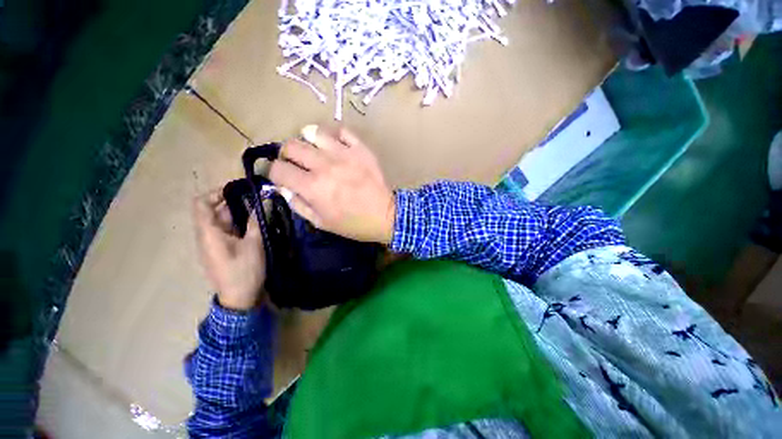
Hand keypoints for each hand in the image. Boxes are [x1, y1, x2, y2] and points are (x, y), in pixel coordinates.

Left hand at [193, 189, 265, 310]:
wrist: (239, 298)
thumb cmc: (244, 270)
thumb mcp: (254, 244)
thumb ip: (255, 221)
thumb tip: (261, 202)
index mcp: (209, 233)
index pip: (201, 203)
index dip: (217, 193)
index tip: (239, 191)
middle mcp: (206, 236)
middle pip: (213, 211)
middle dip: (234, 203)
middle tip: (256, 201)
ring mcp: (213, 244)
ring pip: (221, 221)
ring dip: (238, 214)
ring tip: (259, 212)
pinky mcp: (221, 250)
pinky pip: (226, 231)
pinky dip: (238, 224)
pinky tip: (254, 226)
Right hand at [269, 126, 395, 243]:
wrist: (385, 216)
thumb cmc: (353, 223)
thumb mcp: (321, 222)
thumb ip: (298, 204)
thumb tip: (283, 187)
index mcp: (312, 187)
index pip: (278, 169)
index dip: (272, 172)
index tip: (279, 175)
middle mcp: (324, 166)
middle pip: (291, 146)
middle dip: (287, 155)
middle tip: (296, 163)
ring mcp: (344, 154)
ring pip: (313, 132)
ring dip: (308, 141)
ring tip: (315, 151)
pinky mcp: (360, 149)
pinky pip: (342, 131)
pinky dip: (334, 136)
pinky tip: (335, 145)